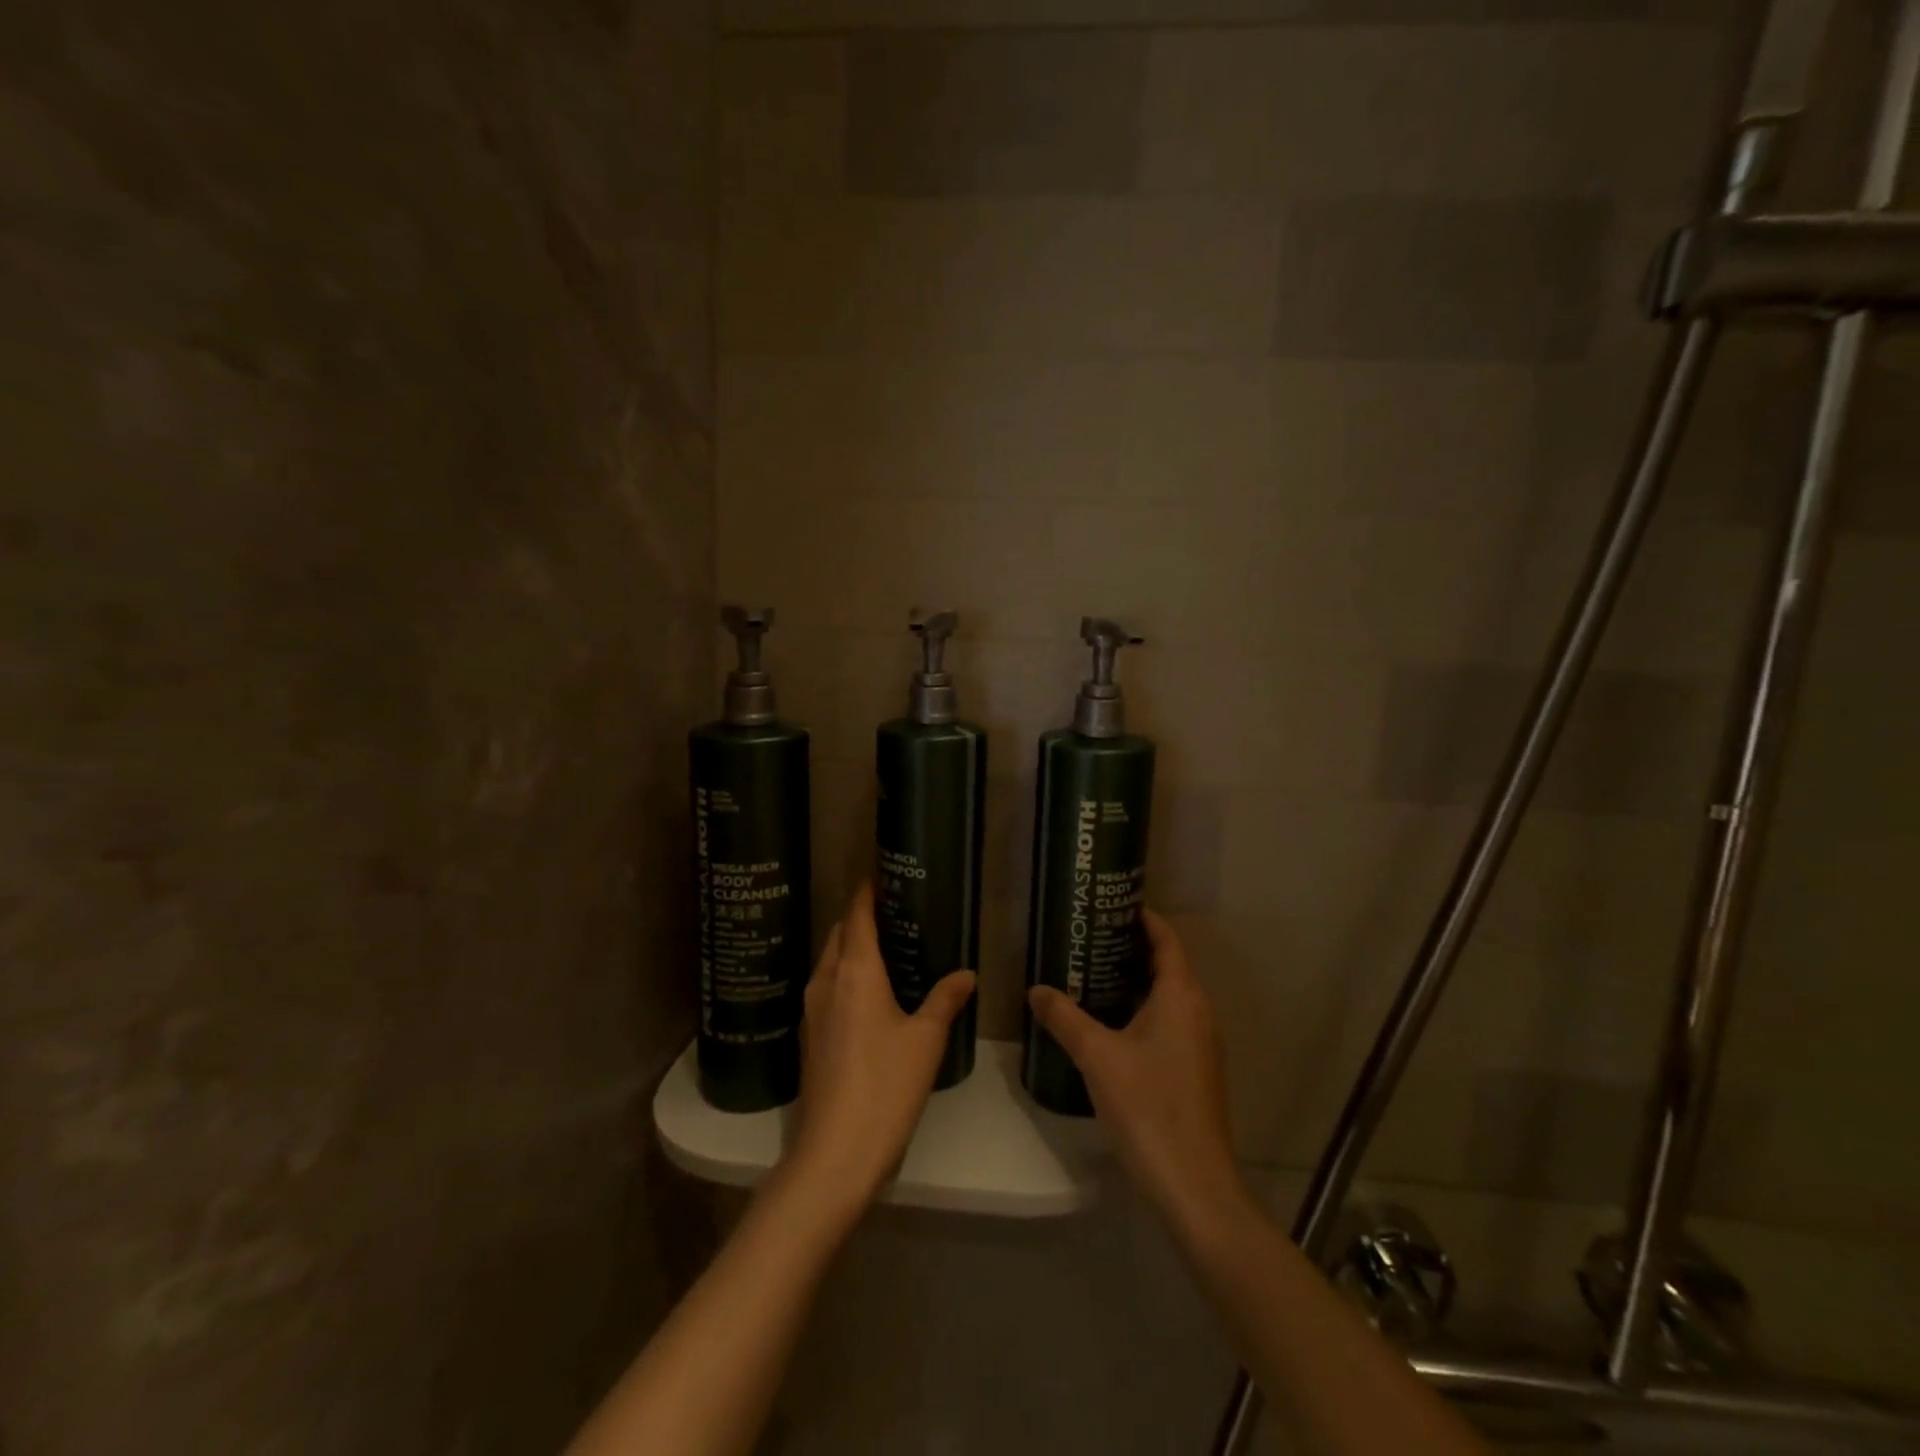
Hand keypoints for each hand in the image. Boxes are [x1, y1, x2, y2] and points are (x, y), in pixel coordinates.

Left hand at [786, 883, 975, 1214]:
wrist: (835, 1153)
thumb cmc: (885, 1085)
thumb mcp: (925, 1039)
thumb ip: (945, 999)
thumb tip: (966, 974)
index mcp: (854, 971)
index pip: (856, 915)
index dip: (866, 891)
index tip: (881, 874)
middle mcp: (826, 981)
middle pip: (838, 934)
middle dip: (859, 917)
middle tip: (893, 911)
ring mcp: (813, 1010)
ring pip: (829, 961)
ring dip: (850, 946)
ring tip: (885, 946)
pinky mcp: (810, 1036)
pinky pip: (827, 987)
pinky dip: (845, 974)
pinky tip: (869, 992)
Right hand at [1028, 910, 1253, 1235]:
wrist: (1194, 1185)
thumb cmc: (1148, 1107)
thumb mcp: (1097, 1057)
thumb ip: (1065, 1018)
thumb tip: (1035, 989)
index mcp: (1181, 996)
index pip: (1167, 940)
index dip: (1143, 918)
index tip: (1111, 904)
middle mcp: (1198, 1012)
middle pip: (1168, 965)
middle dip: (1131, 948)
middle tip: (1088, 937)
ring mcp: (1201, 1044)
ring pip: (1168, 996)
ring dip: (1135, 981)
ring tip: (1091, 973)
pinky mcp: (1196, 1070)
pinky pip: (1169, 1021)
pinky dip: (1142, 1009)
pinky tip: (1109, 1023)